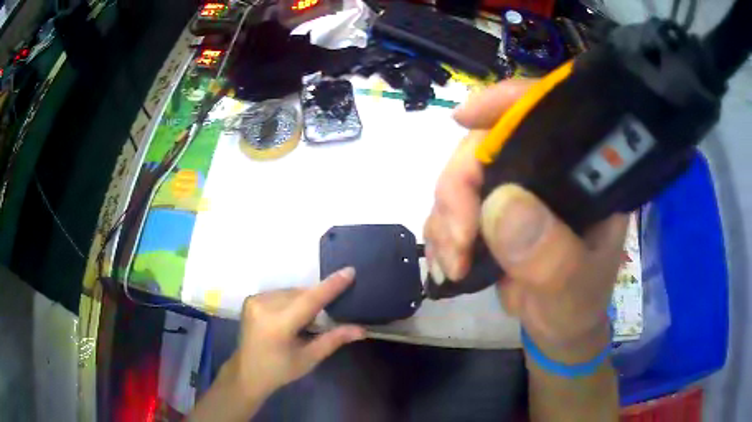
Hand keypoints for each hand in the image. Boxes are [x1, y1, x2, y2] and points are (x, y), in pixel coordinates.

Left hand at [221, 267, 364, 401]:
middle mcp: (264, 306)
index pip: (309, 300)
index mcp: (278, 324)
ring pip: (291, 292)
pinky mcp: (251, 299)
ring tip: (307, 320)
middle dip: (317, 299)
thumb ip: (334, 339)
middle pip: (301, 294)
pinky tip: (291, 316)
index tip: (349, 271)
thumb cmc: (280, 370)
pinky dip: (291, 300)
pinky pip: (280, 293)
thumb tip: (361, 329)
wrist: (247, 373)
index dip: (330, 286)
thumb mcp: (309, 358)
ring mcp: (254, 301)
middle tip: (328, 313)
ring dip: (303, 300)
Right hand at [425, 80, 627, 361]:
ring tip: (454, 264)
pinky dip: (440, 232)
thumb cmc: (577, 303)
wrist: (557, 324)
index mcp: (579, 172)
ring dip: (446, 219)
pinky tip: (449, 263)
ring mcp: (514, 188)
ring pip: (460, 176)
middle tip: (458, 240)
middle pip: (486, 144)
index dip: (505, 104)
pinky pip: (449, 206)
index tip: (463, 117)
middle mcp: (544, 170)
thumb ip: (549, 255)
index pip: (545, 114)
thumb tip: (500, 206)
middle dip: (459, 188)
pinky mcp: (490, 210)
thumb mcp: (573, 287)